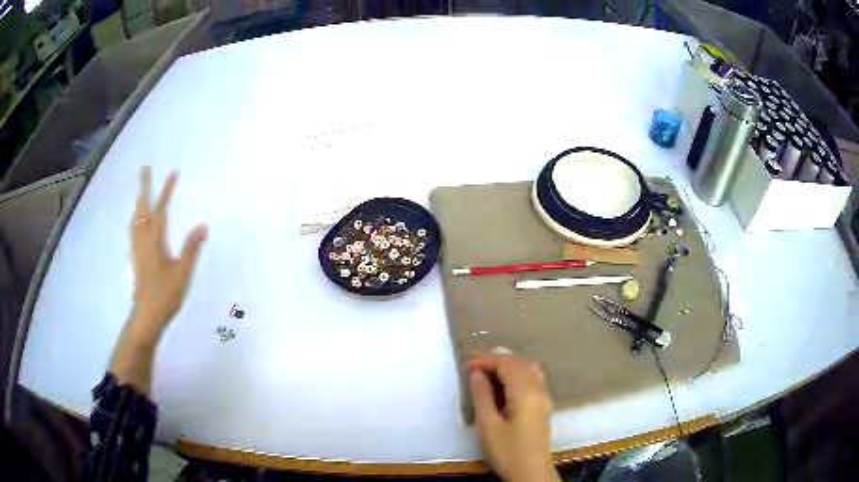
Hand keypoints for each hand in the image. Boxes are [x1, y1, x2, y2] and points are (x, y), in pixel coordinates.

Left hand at [129, 166, 206, 343]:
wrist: (147, 315)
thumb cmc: (166, 295)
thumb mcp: (183, 274)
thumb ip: (191, 249)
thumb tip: (202, 225)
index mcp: (155, 241)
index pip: (161, 210)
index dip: (166, 191)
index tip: (173, 173)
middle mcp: (143, 240)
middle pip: (142, 208)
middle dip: (144, 187)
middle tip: (145, 168)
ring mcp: (137, 247)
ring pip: (135, 217)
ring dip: (139, 200)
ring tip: (142, 190)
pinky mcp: (135, 256)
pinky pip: (133, 228)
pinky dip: (136, 216)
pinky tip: (138, 220)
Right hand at [467, 352, 559, 481]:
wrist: (531, 473)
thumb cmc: (507, 451)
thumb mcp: (488, 426)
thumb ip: (483, 396)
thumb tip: (477, 373)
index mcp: (526, 393)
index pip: (507, 364)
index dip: (487, 360)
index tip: (466, 366)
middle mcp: (539, 390)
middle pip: (520, 363)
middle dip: (497, 360)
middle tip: (474, 367)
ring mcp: (544, 398)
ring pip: (529, 369)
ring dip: (508, 366)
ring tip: (486, 373)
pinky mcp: (543, 406)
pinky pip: (532, 379)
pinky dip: (517, 375)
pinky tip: (503, 386)